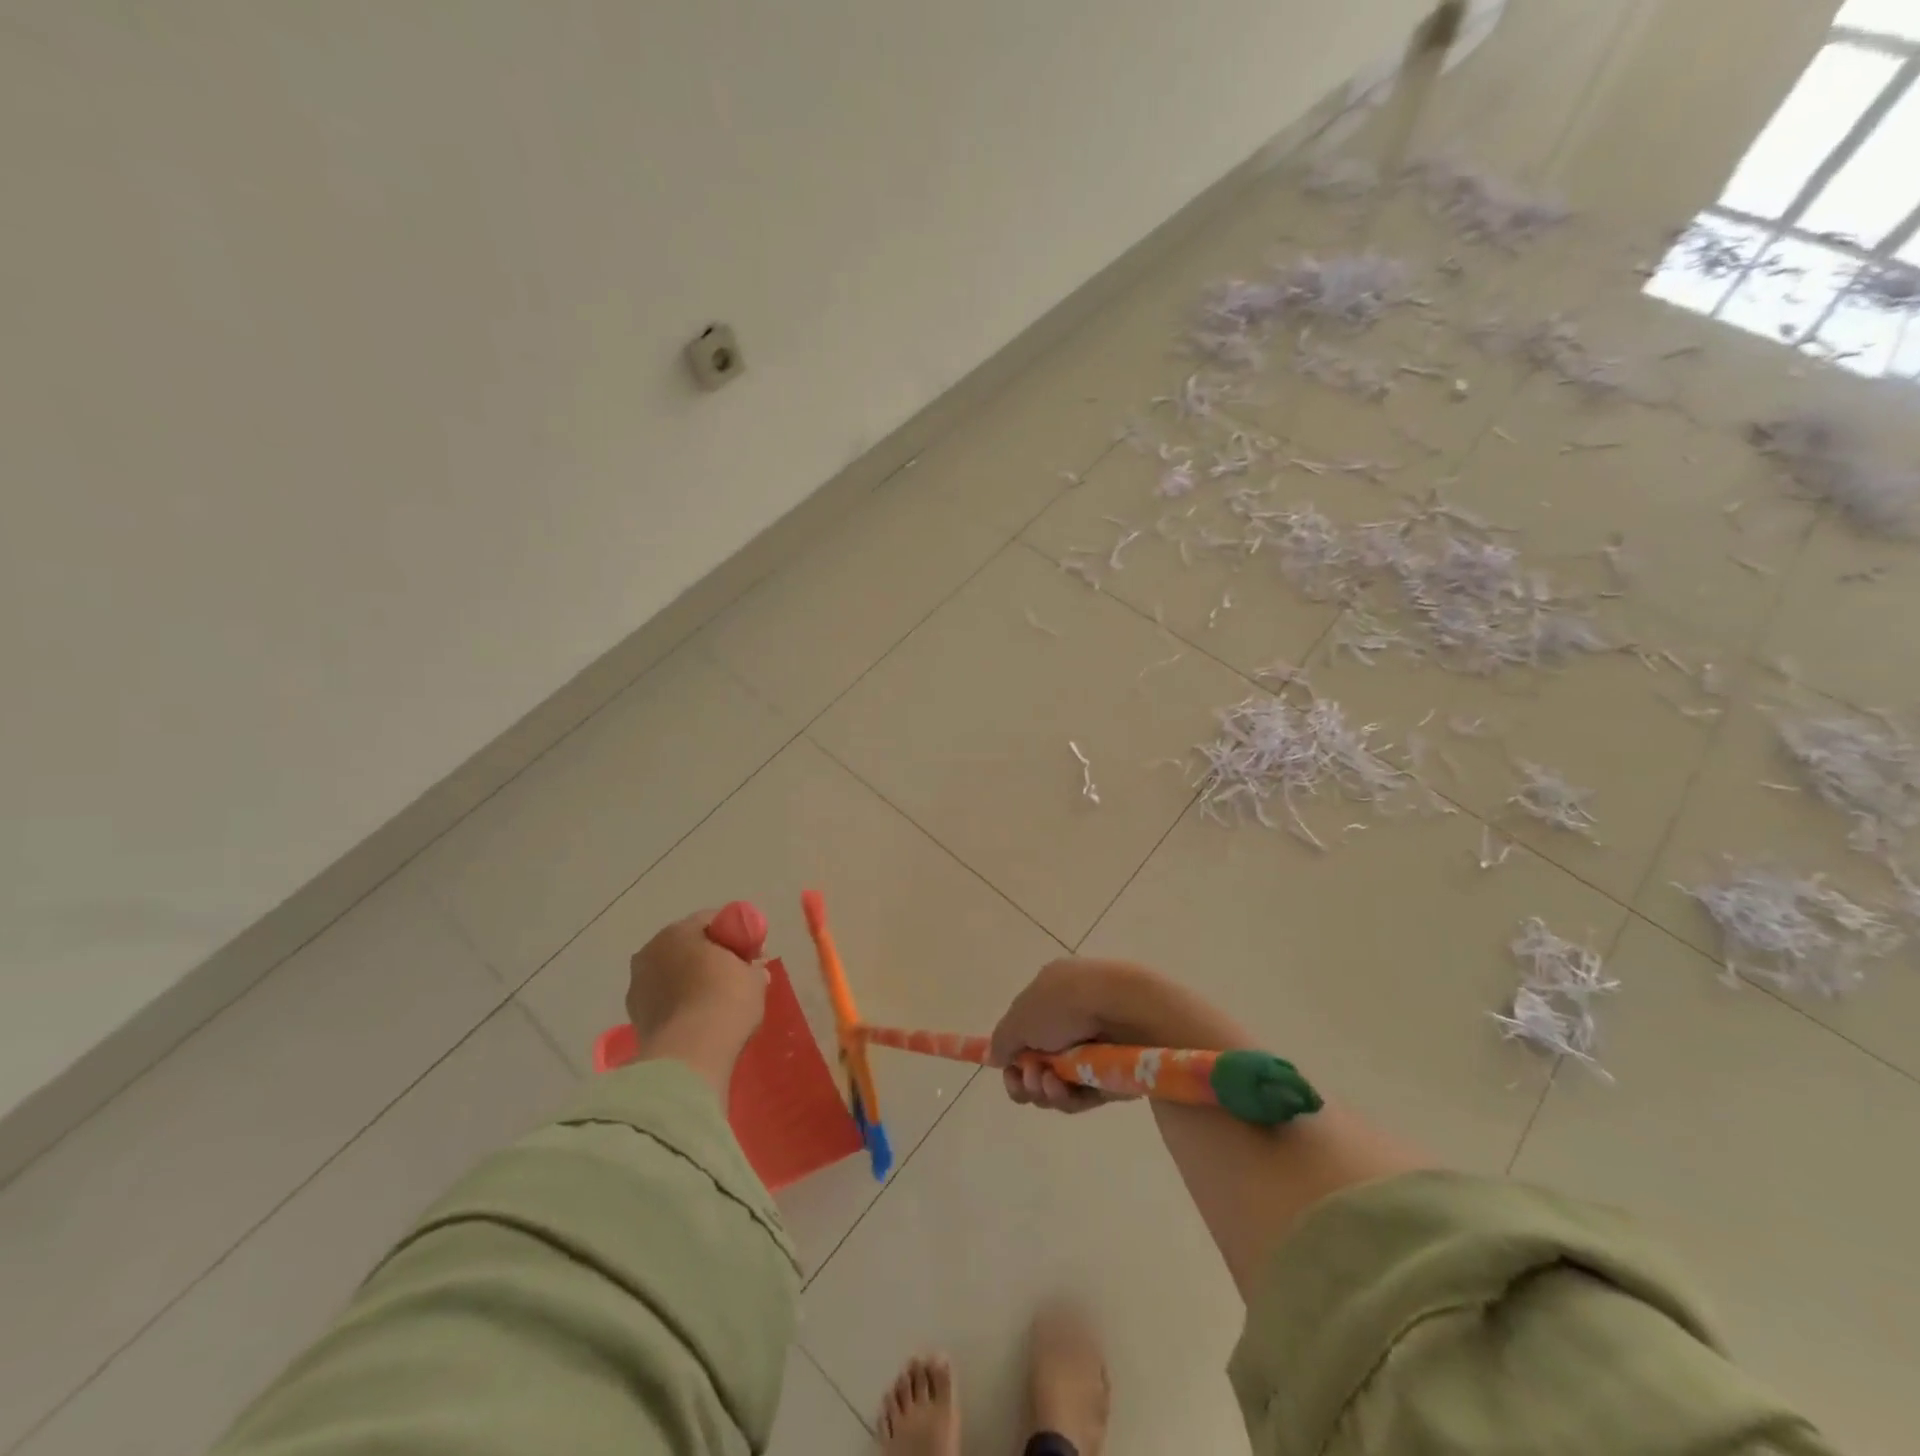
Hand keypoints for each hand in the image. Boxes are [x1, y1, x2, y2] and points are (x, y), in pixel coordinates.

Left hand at [626, 910, 766, 1093]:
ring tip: (713, 1001)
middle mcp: (652, 950)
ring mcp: (638, 984)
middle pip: (687, 945)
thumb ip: (751, 967)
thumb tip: (750, 970)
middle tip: (734, 975)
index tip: (751, 953)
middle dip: (709, 956)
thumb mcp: (754, 979)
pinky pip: (664, 999)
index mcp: (680, 931)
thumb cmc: (726, 1002)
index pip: (712, 920)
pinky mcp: (634, 1016)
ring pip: (672, 972)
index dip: (735, 933)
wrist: (690, 1055)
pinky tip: (696, 1018)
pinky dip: (678, 1003)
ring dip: (689, 980)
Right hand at [989, 959, 1150, 1113]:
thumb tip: (997, 1056)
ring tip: (1046, 1081)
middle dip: (1025, 1078)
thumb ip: (1003, 1039)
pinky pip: (1080, 1096)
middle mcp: (1071, 1022)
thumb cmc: (1065, 1004)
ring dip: (1042, 1089)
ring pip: (1056, 1084)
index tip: (1004, 1066)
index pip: (1025, 1030)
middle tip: (1026, 1078)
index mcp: (1052, 996)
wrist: (1123, 1010)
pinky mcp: (1110, 1078)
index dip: (1011, 1052)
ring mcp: (1092, 1051)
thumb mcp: (1020, 1016)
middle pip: (1038, 1063)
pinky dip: (1065, 1096)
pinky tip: (1060, 1088)